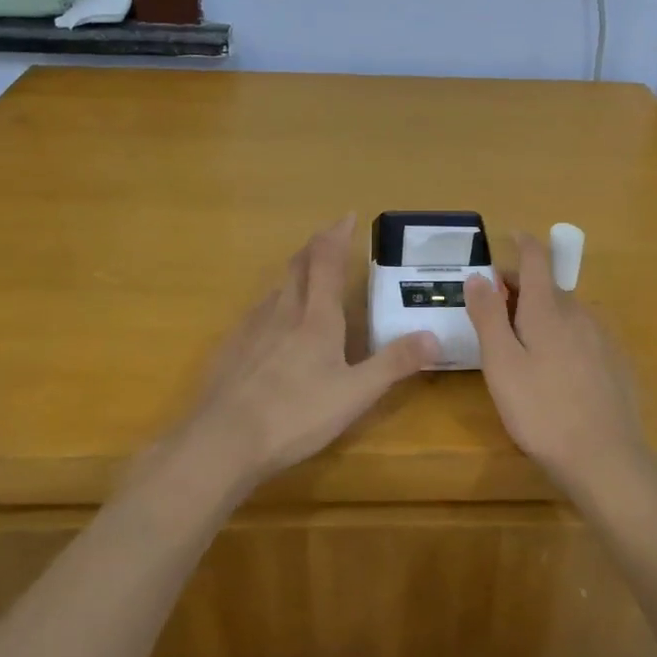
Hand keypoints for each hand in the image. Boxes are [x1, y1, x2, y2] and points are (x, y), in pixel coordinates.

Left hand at [182, 214, 438, 485]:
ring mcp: (251, 329)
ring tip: (304, 275)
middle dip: (315, 246)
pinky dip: (271, 304)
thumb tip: (434, 336)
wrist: (222, 440)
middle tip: (328, 236)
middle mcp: (283, 312)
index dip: (338, 236)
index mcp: (317, 318)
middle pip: (298, 267)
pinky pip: (255, 313)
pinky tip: (270, 324)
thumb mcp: (355, 394)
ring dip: (293, 273)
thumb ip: (394, 364)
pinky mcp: (230, 349)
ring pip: (276, 288)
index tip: (347, 216)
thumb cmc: (295, 415)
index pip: (328, 262)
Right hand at [465, 232, 649, 492]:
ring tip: (522, 342)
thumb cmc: (542, 410)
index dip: (523, 243)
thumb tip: (479, 275)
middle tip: (495, 307)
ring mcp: (603, 338)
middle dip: (521, 287)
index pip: (536, 259)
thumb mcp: (501, 364)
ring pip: (567, 312)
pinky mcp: (616, 364)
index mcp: (548, 309)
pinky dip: (564, 336)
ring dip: (542, 313)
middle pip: (548, 286)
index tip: (511, 236)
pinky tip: (556, 370)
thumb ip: (488, 316)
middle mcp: (580, 313)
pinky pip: (583, 336)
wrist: (606, 460)